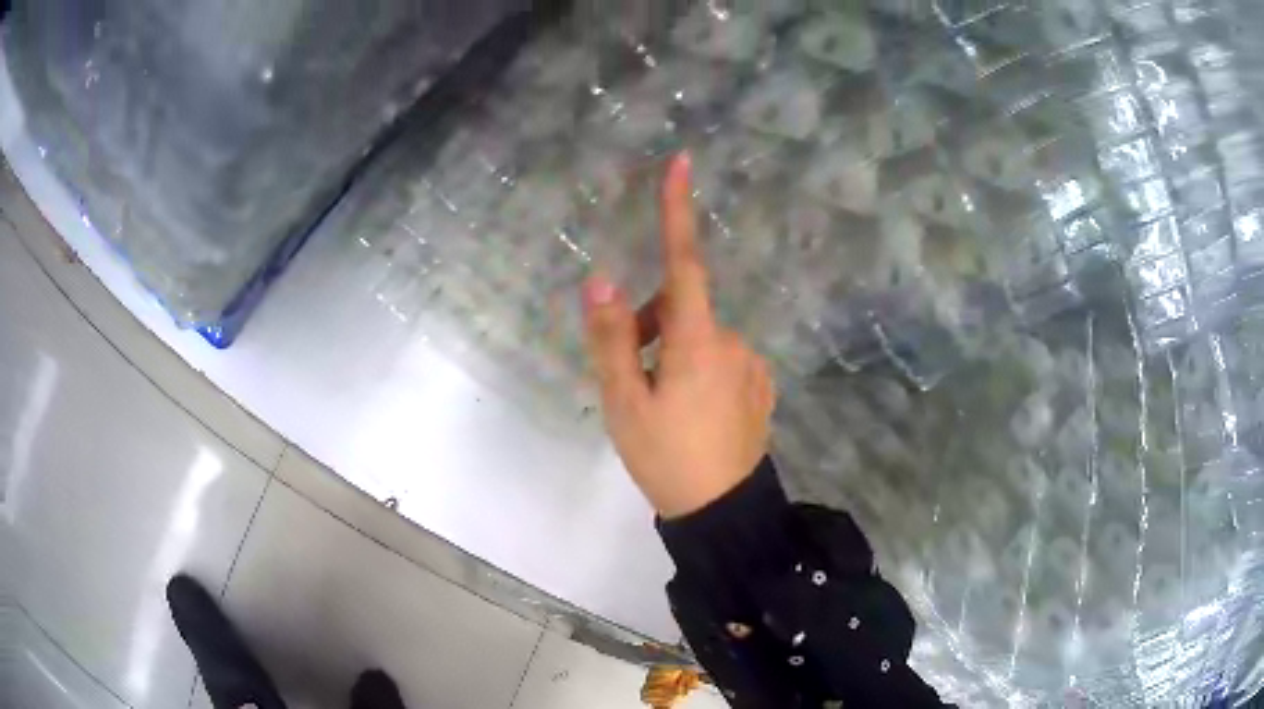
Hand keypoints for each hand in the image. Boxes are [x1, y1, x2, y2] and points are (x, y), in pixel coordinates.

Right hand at [582, 152, 775, 518]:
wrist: (723, 511)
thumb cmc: (667, 458)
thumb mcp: (625, 402)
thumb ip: (612, 338)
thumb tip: (601, 280)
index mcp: (697, 341)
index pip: (683, 262)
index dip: (678, 211)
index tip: (682, 163)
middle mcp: (731, 341)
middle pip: (681, 311)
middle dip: (650, 328)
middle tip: (631, 381)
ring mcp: (751, 365)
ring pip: (700, 340)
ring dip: (673, 355)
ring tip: (660, 408)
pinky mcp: (760, 386)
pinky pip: (721, 361)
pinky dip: (698, 372)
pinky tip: (692, 416)